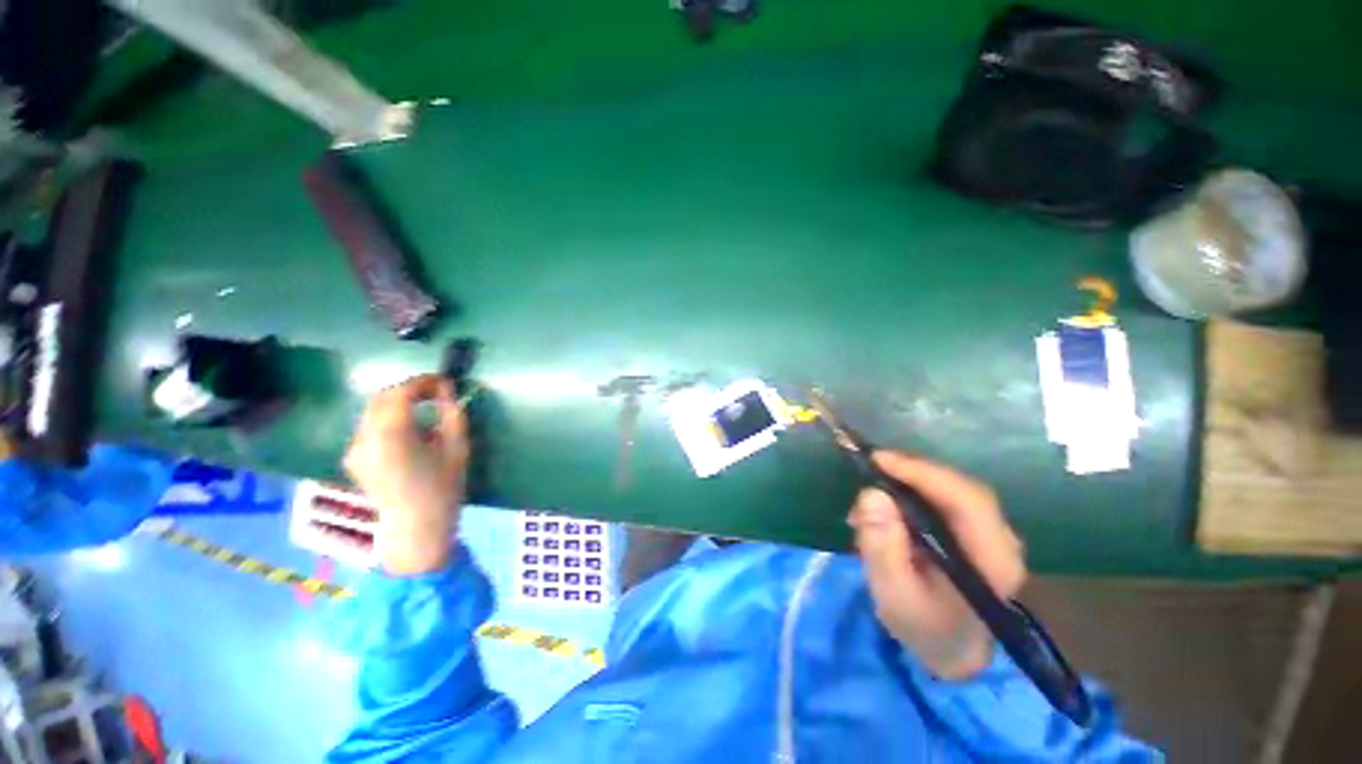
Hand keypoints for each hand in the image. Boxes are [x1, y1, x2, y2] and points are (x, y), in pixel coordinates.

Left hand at [343, 374, 468, 575]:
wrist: (416, 528)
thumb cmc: (443, 488)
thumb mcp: (457, 447)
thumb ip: (452, 414)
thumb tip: (447, 389)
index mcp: (391, 435)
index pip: (401, 392)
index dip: (423, 381)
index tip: (444, 380)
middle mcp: (365, 437)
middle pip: (382, 398)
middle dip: (409, 389)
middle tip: (435, 392)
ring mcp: (354, 449)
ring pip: (373, 411)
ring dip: (397, 402)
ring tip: (424, 407)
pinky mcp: (353, 458)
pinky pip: (369, 426)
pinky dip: (388, 417)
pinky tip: (408, 428)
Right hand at [849, 452, 1025, 679]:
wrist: (951, 650)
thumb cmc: (924, 627)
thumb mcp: (894, 595)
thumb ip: (882, 548)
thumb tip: (871, 495)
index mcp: (993, 562)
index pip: (967, 501)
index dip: (922, 473)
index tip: (878, 460)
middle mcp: (1002, 541)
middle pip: (961, 488)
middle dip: (912, 472)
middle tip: (870, 466)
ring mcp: (992, 534)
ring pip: (953, 489)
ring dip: (910, 481)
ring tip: (873, 487)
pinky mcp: (976, 531)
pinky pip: (946, 498)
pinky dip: (914, 491)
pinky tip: (889, 499)